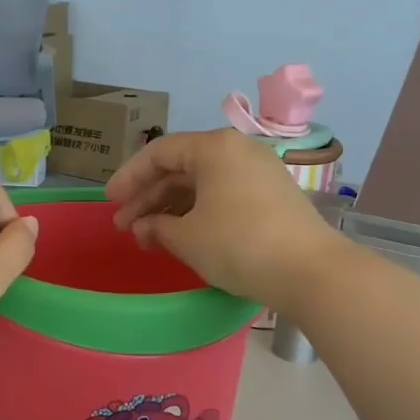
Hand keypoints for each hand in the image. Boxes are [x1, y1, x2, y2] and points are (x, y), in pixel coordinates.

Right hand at [105, 129, 341, 309]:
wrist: (310, 271)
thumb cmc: (238, 245)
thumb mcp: (187, 238)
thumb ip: (157, 227)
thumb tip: (145, 227)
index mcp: (214, 147)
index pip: (159, 153)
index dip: (129, 177)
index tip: (110, 201)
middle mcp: (238, 150)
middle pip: (181, 167)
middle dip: (148, 197)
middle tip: (125, 226)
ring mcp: (258, 171)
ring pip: (202, 183)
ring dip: (171, 208)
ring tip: (149, 237)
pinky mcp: (272, 195)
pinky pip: (223, 194)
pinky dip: (198, 212)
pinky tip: (182, 235)